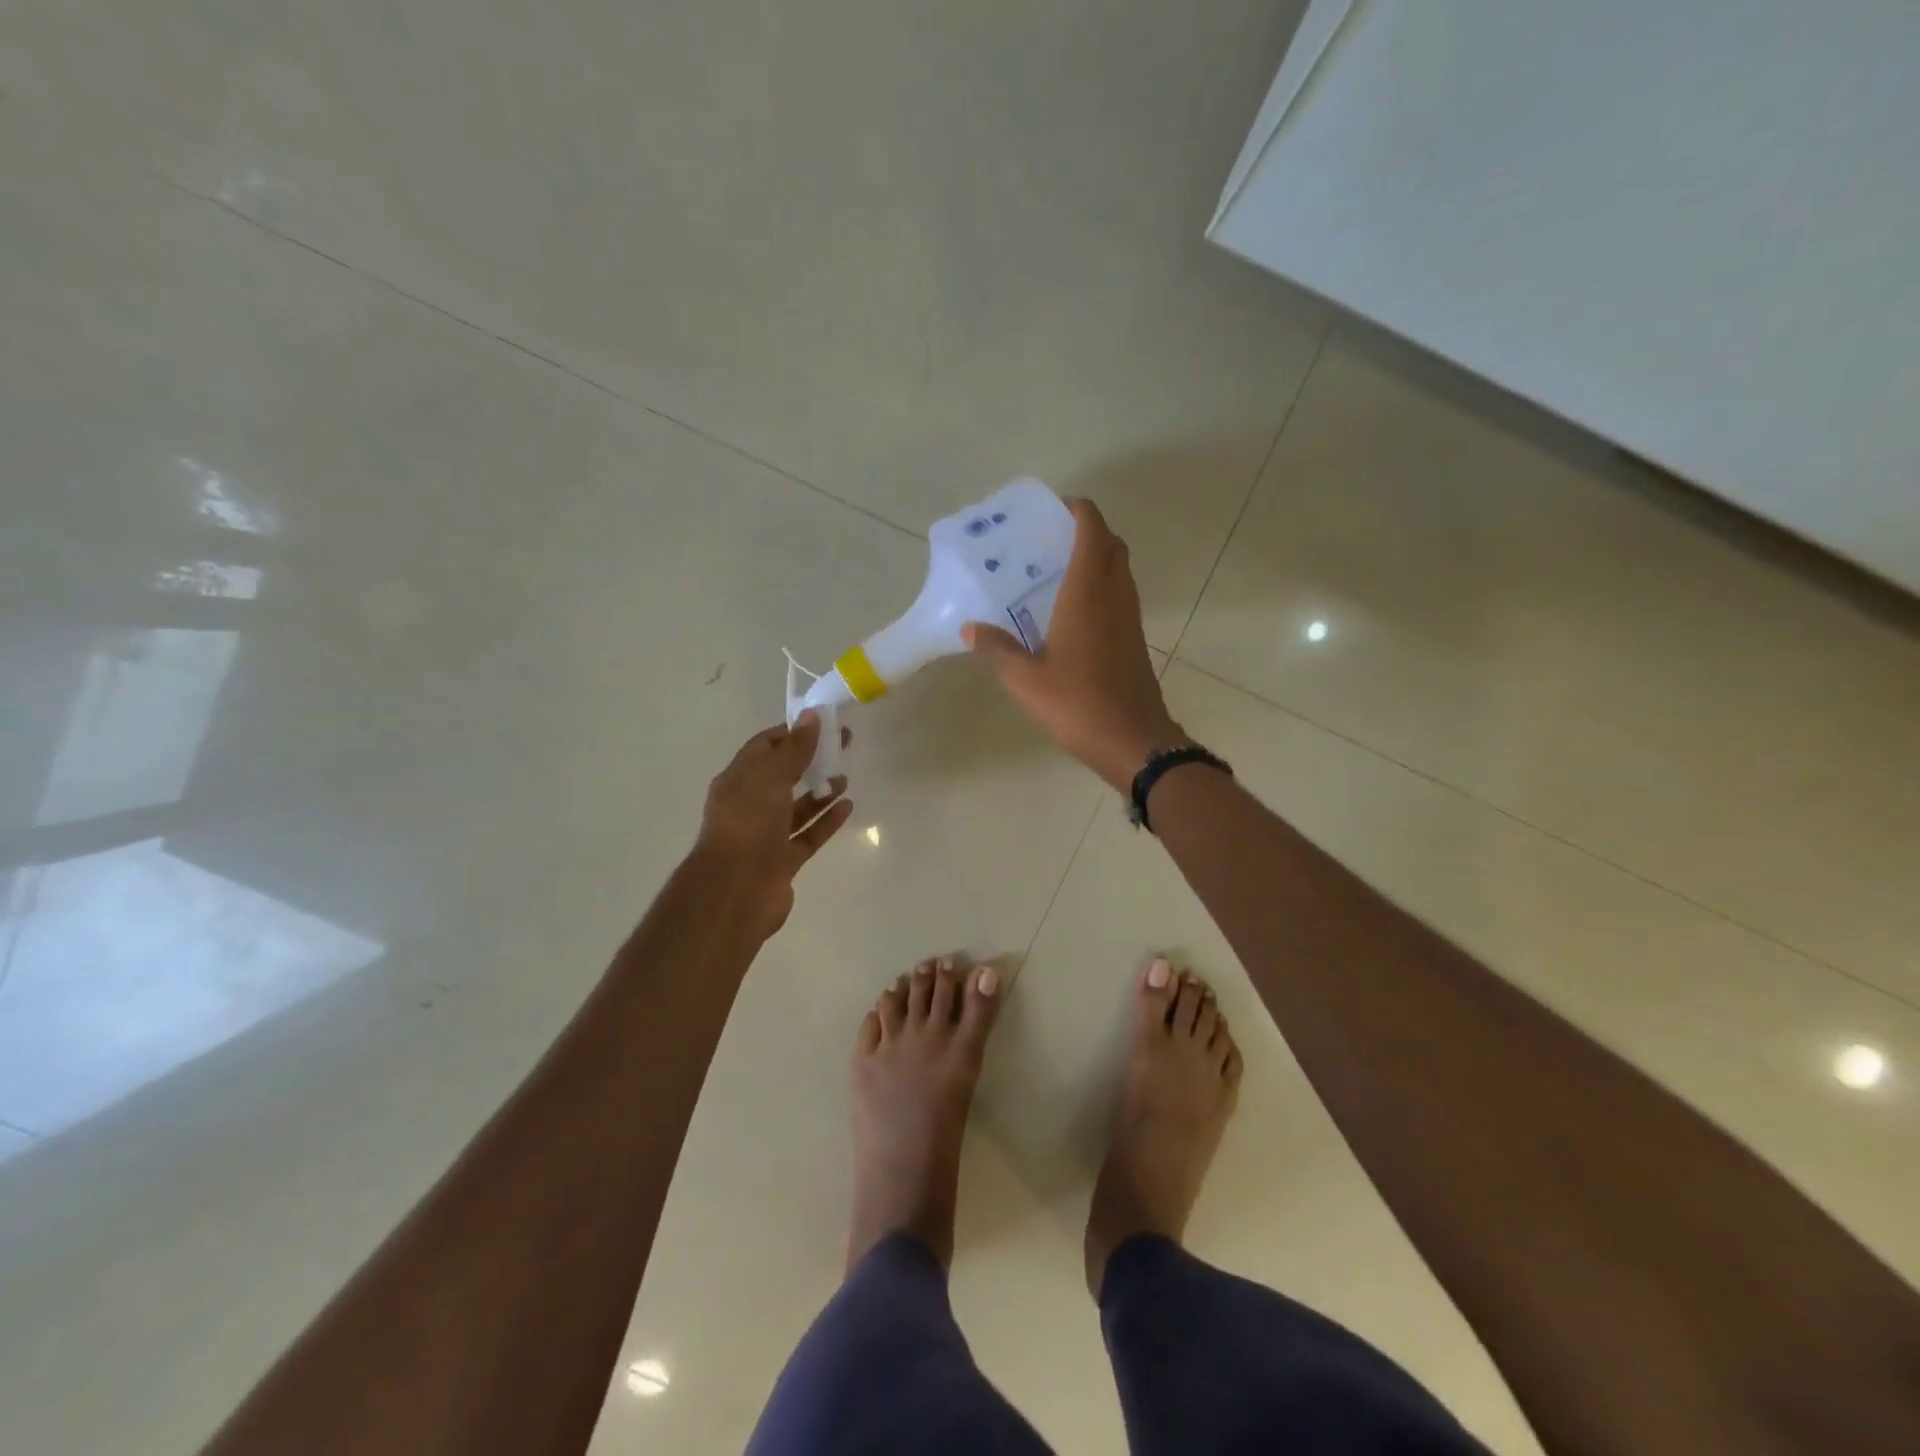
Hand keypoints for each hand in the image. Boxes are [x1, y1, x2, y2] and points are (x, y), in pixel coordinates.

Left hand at [696, 713, 853, 937]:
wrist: (735, 890)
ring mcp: (765, 835)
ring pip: (797, 808)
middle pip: (783, 776)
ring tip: (845, 778)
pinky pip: (808, 835)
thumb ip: (794, 748)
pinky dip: (826, 821)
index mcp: (738, 780)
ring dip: (820, 792)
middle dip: (810, 760)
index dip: (792, 734)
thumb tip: (811, 716)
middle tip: (843, 747)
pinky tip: (847, 807)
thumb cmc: (748, 823)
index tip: (822, 725)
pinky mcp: (782, 860)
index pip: (764, 747)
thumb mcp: (771, 777)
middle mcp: (749, 805)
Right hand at [963, 498, 1185, 790]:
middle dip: (1089, 531)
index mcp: (1087, 594)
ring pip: (1120, 571)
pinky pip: (1121, 596)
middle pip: (1112, 545)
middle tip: (1053, 539)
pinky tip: (1074, 611)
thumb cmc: (1077, 704)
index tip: (1055, 508)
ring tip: (1060, 570)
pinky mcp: (1135, 640)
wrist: (1134, 740)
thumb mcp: (1025, 680)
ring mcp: (1129, 619)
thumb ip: (997, 649)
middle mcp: (1114, 597)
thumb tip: (969, 629)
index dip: (1078, 511)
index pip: (1092, 532)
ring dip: (1099, 558)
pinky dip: (1103, 586)